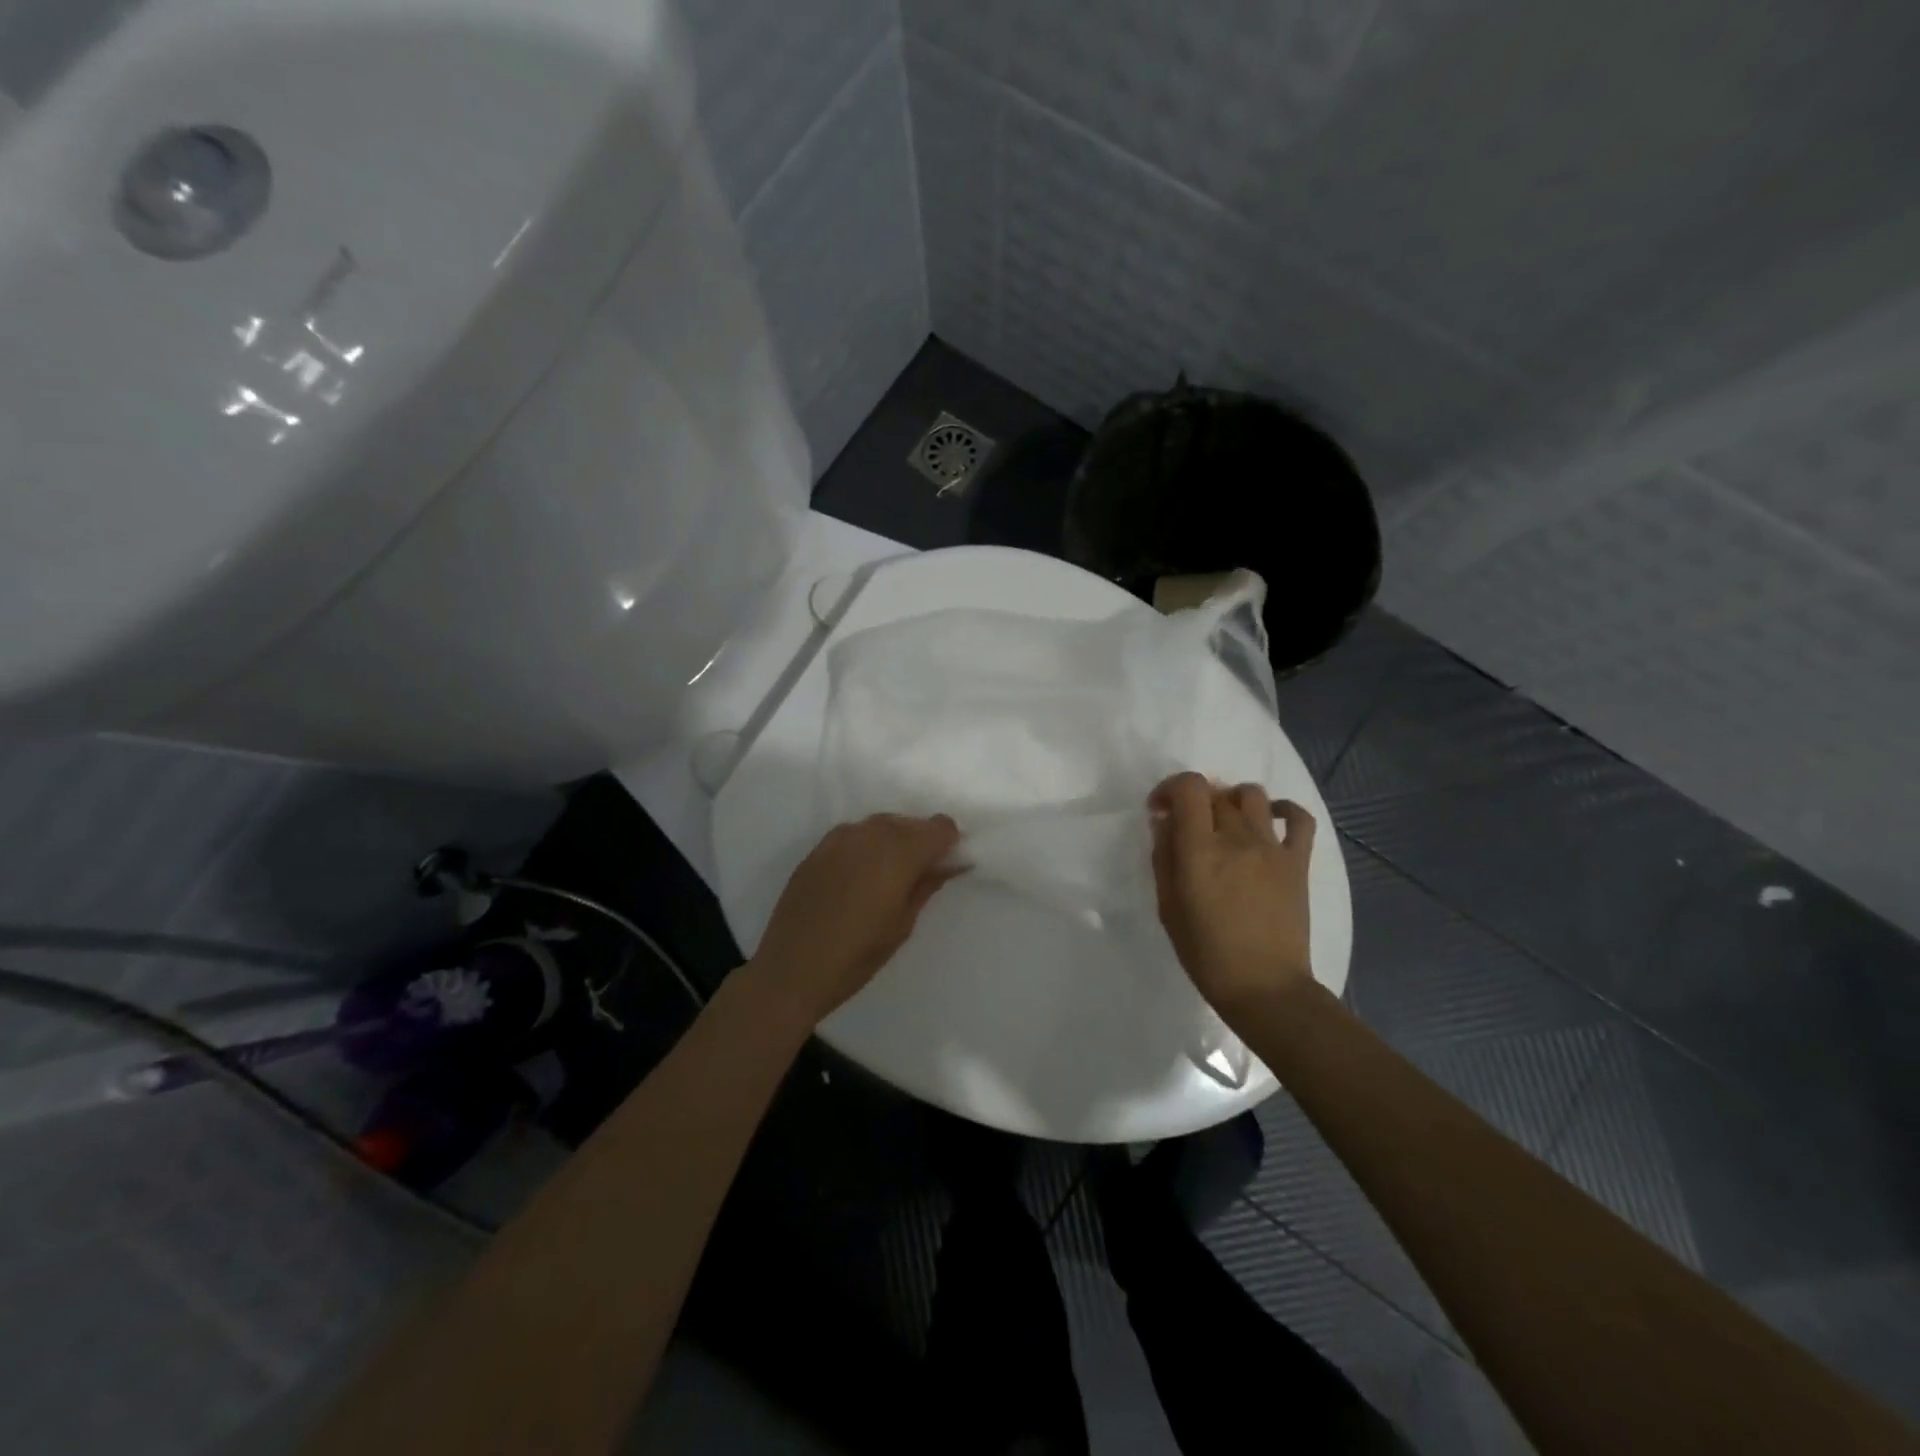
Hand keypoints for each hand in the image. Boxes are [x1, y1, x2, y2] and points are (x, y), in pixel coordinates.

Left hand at [746, 813, 963, 1028]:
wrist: (791, 969)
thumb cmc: (857, 955)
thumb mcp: (903, 924)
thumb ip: (927, 885)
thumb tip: (951, 863)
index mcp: (899, 852)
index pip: (939, 827)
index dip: (948, 843)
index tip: (946, 866)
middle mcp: (870, 834)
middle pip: (909, 822)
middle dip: (921, 841)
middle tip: (919, 876)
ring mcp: (840, 837)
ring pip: (881, 825)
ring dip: (893, 841)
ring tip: (889, 877)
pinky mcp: (818, 848)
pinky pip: (855, 835)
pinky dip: (867, 846)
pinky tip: (860, 876)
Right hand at [1148, 772, 1316, 1018]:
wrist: (1264, 987)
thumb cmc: (1206, 953)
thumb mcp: (1167, 907)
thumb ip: (1163, 858)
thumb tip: (1164, 823)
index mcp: (1200, 851)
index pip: (1189, 787)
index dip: (1170, 788)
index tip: (1161, 811)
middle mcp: (1237, 838)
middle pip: (1216, 792)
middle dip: (1195, 802)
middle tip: (1189, 827)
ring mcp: (1272, 848)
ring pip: (1252, 795)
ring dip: (1232, 801)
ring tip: (1226, 824)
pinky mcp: (1298, 862)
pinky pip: (1299, 818)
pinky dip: (1284, 810)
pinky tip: (1270, 821)